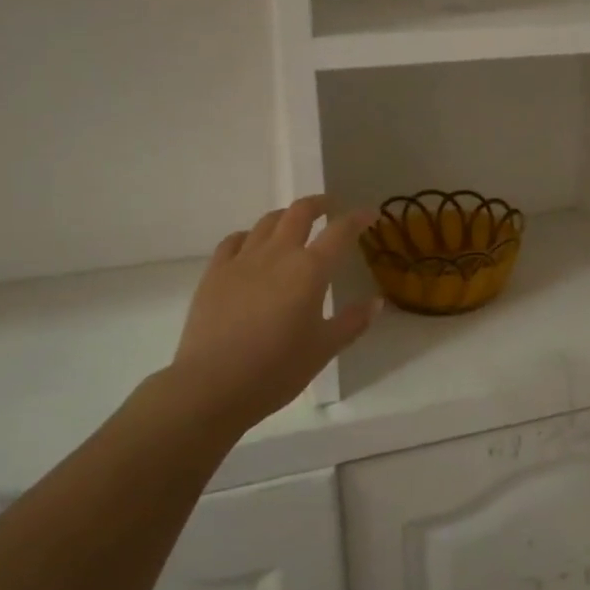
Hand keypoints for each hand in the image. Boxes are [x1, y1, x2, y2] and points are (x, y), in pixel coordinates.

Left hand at [163, 196, 381, 436]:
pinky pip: (235, 240)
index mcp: (310, 270)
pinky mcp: (215, 273)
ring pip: (267, 222)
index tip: (369, 214)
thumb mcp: (324, 349)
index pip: (340, 232)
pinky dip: (251, 236)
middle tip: (331, 207)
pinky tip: (253, 247)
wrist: (212, 385)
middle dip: (319, 204)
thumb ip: (353, 321)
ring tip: (294, 224)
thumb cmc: (277, 370)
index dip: (357, 218)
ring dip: (286, 216)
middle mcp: (278, 254)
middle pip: (299, 212)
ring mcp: (242, 260)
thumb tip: (377, 302)